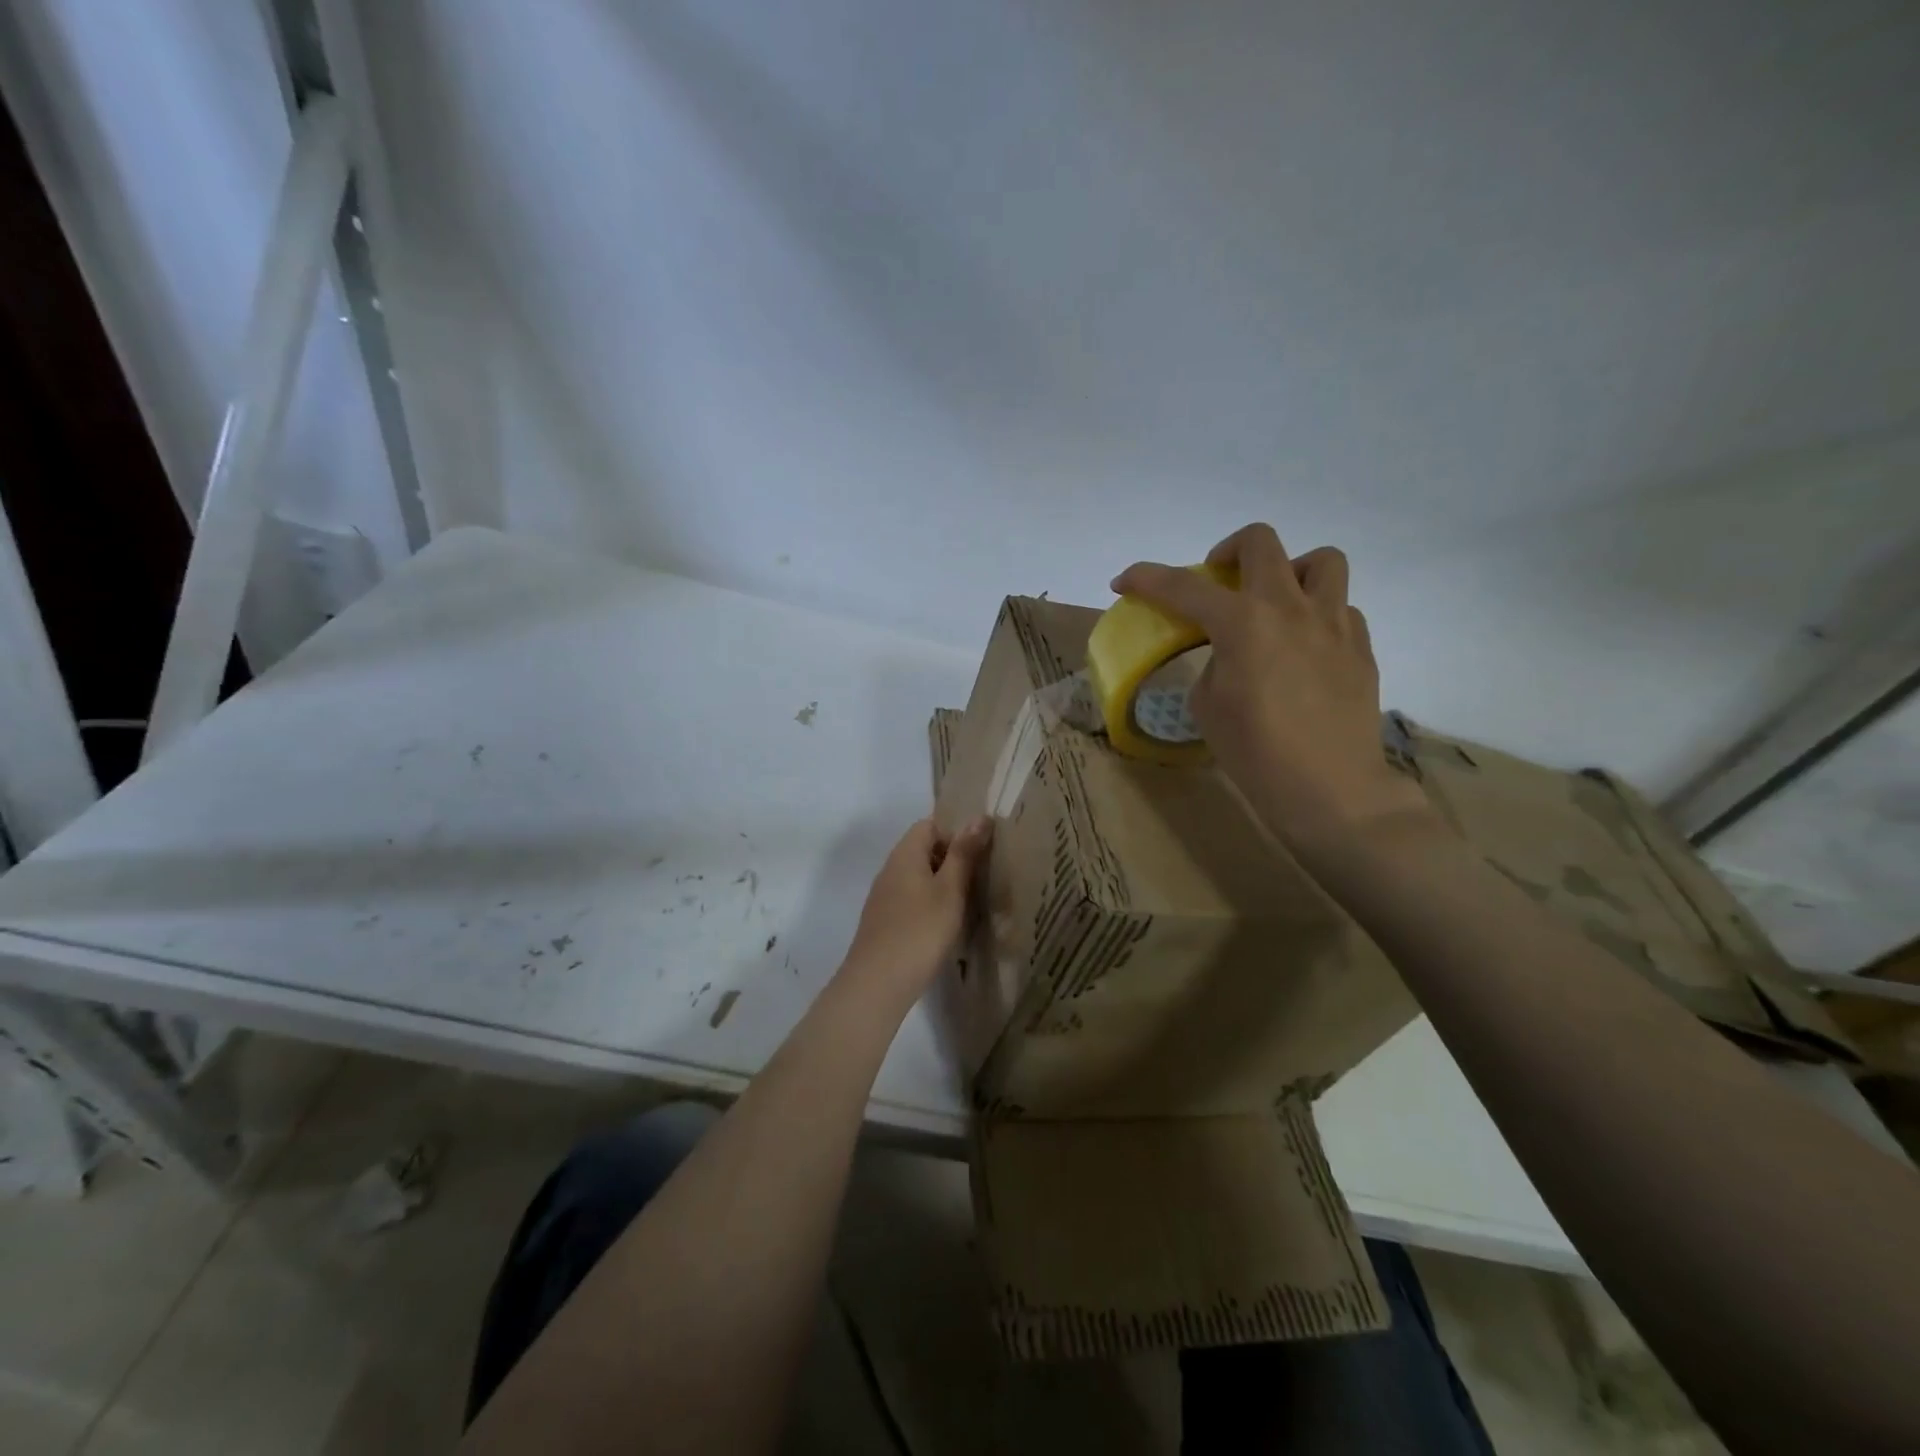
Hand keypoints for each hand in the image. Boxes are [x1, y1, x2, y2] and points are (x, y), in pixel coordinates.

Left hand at [839, 816, 992, 1011]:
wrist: (877, 984)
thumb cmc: (920, 931)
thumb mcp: (950, 890)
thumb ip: (964, 853)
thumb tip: (979, 817)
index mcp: (905, 855)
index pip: (928, 825)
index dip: (954, 832)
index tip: (979, 853)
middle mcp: (890, 870)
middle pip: (922, 850)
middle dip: (951, 859)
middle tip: (981, 877)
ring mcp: (883, 897)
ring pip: (917, 877)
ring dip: (942, 884)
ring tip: (969, 902)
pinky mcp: (883, 921)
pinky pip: (910, 899)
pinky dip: (929, 904)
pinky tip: (946, 926)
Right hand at [1112, 523, 1433, 850]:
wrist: (1329, 789)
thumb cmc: (1255, 752)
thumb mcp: (1208, 705)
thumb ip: (1213, 663)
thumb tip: (1232, 652)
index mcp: (1242, 623)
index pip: (1182, 586)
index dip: (1146, 578)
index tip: (1124, 581)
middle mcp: (1289, 607)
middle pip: (1259, 541)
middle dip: (1227, 550)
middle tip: (1216, 581)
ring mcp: (1334, 622)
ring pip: (1319, 560)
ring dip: (1289, 571)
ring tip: (1275, 604)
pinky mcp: (1360, 646)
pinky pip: (1341, 608)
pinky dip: (1316, 615)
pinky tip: (1304, 649)